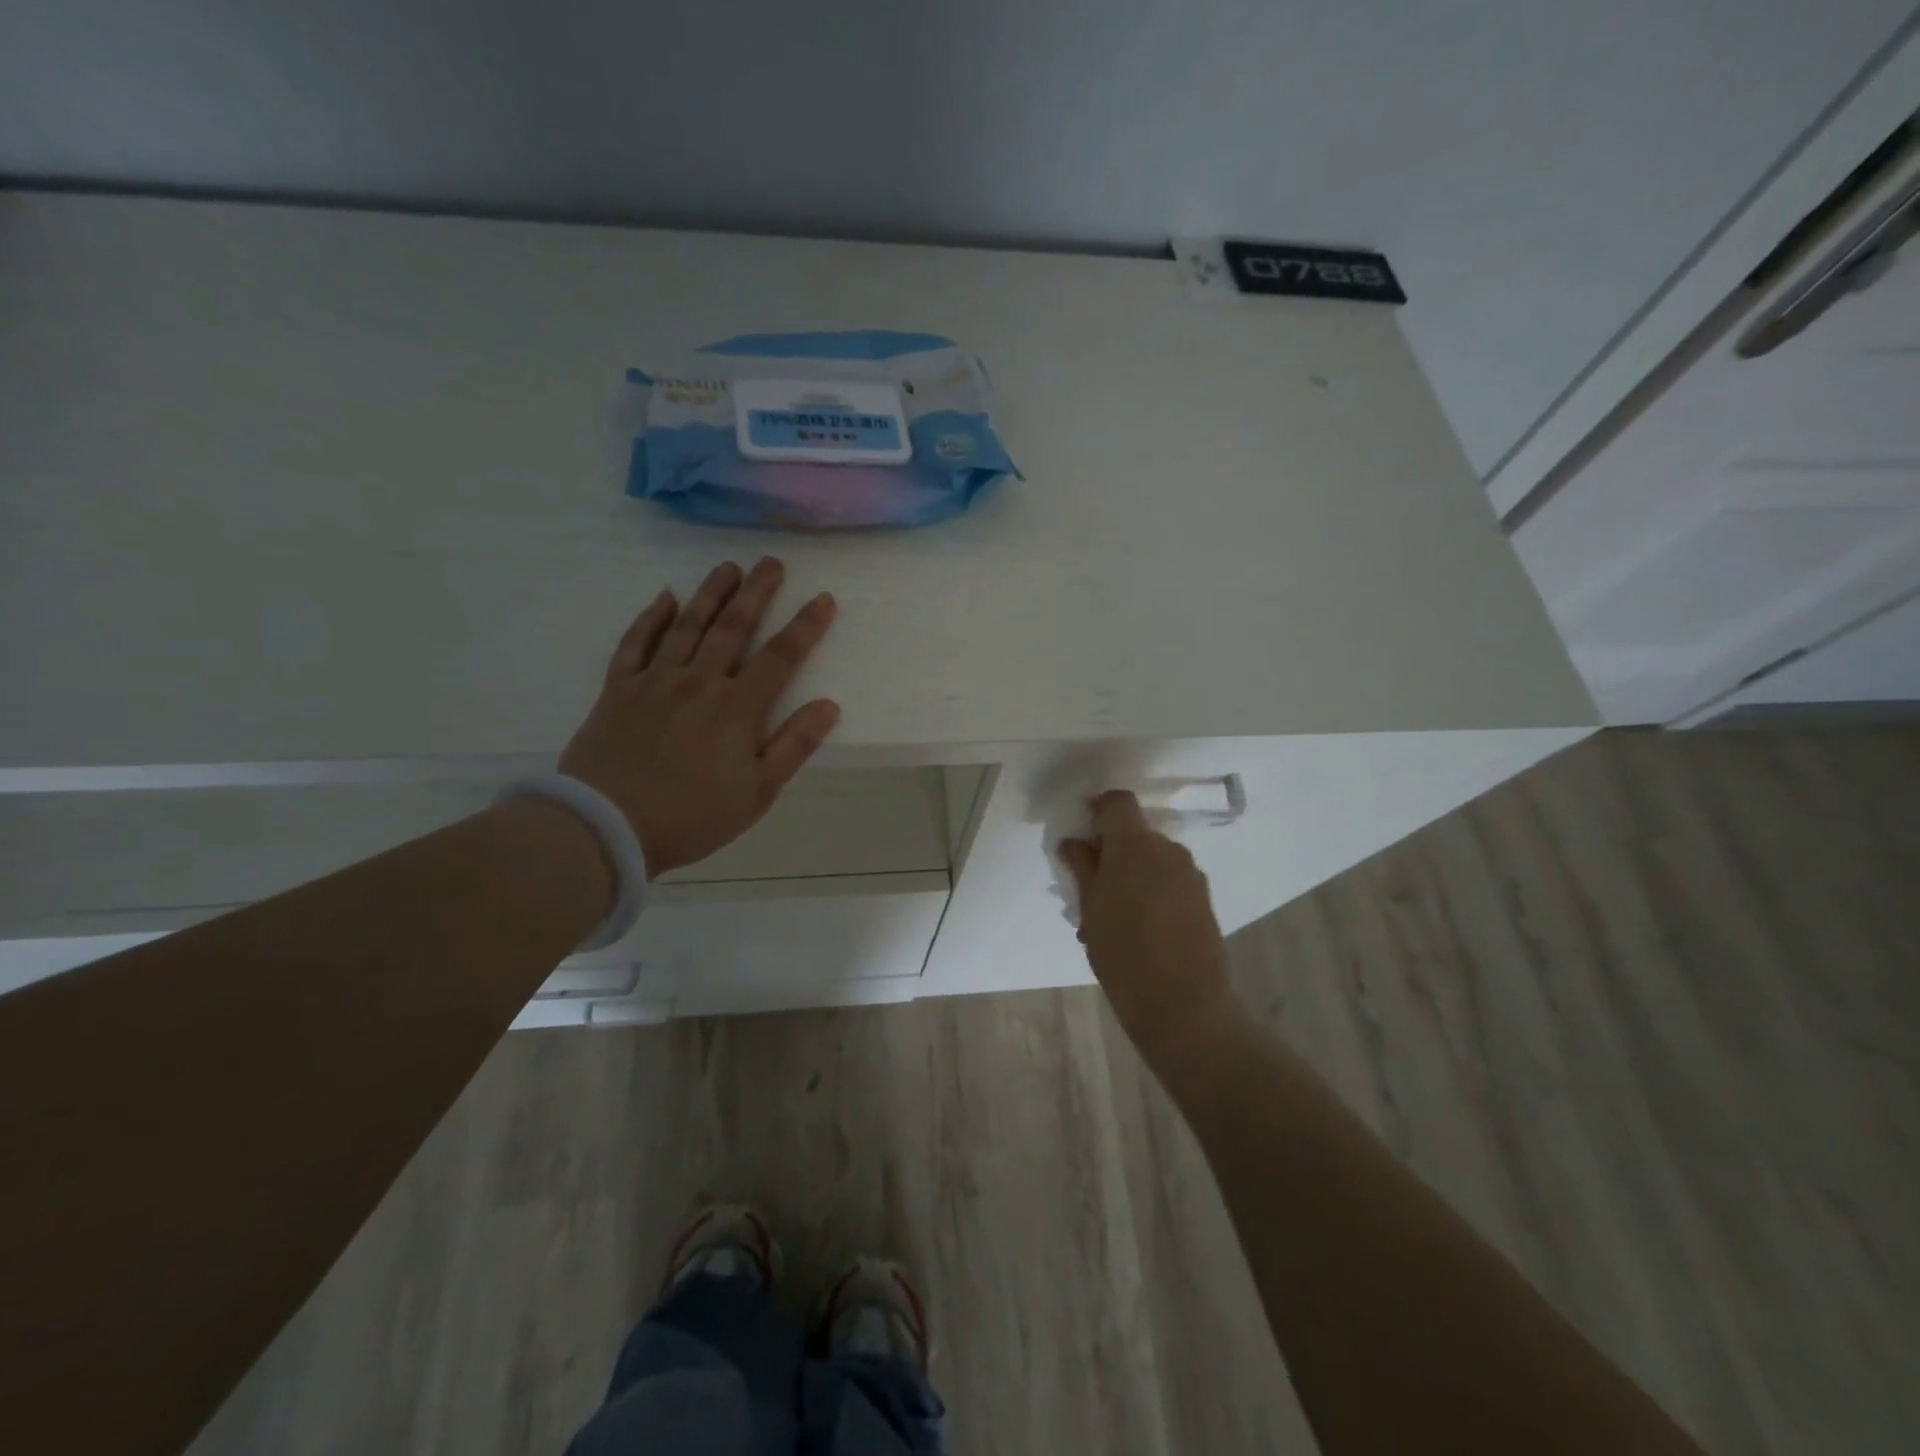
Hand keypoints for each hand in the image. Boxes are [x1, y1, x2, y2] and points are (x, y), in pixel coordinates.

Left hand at [559, 557, 840, 876]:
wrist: (608, 825)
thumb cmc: (693, 815)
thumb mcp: (757, 792)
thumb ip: (794, 745)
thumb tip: (829, 706)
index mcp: (737, 708)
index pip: (780, 657)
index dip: (805, 626)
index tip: (823, 598)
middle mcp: (699, 682)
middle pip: (733, 628)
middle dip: (756, 593)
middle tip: (771, 562)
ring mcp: (655, 681)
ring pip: (687, 626)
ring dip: (711, 593)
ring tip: (728, 567)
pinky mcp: (618, 689)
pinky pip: (635, 643)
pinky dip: (651, 618)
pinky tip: (665, 598)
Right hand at [1059, 791, 1238, 1067]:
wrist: (1183, 1004)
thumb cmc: (1123, 953)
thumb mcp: (1090, 908)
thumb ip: (1083, 868)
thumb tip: (1074, 842)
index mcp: (1135, 844)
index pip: (1118, 802)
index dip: (1098, 812)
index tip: (1084, 839)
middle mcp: (1168, 849)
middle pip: (1136, 832)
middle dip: (1113, 851)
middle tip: (1093, 889)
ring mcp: (1190, 874)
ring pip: (1153, 858)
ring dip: (1133, 873)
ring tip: (1115, 917)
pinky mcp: (1203, 898)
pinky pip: (1170, 879)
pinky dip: (1153, 890)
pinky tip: (1141, 929)